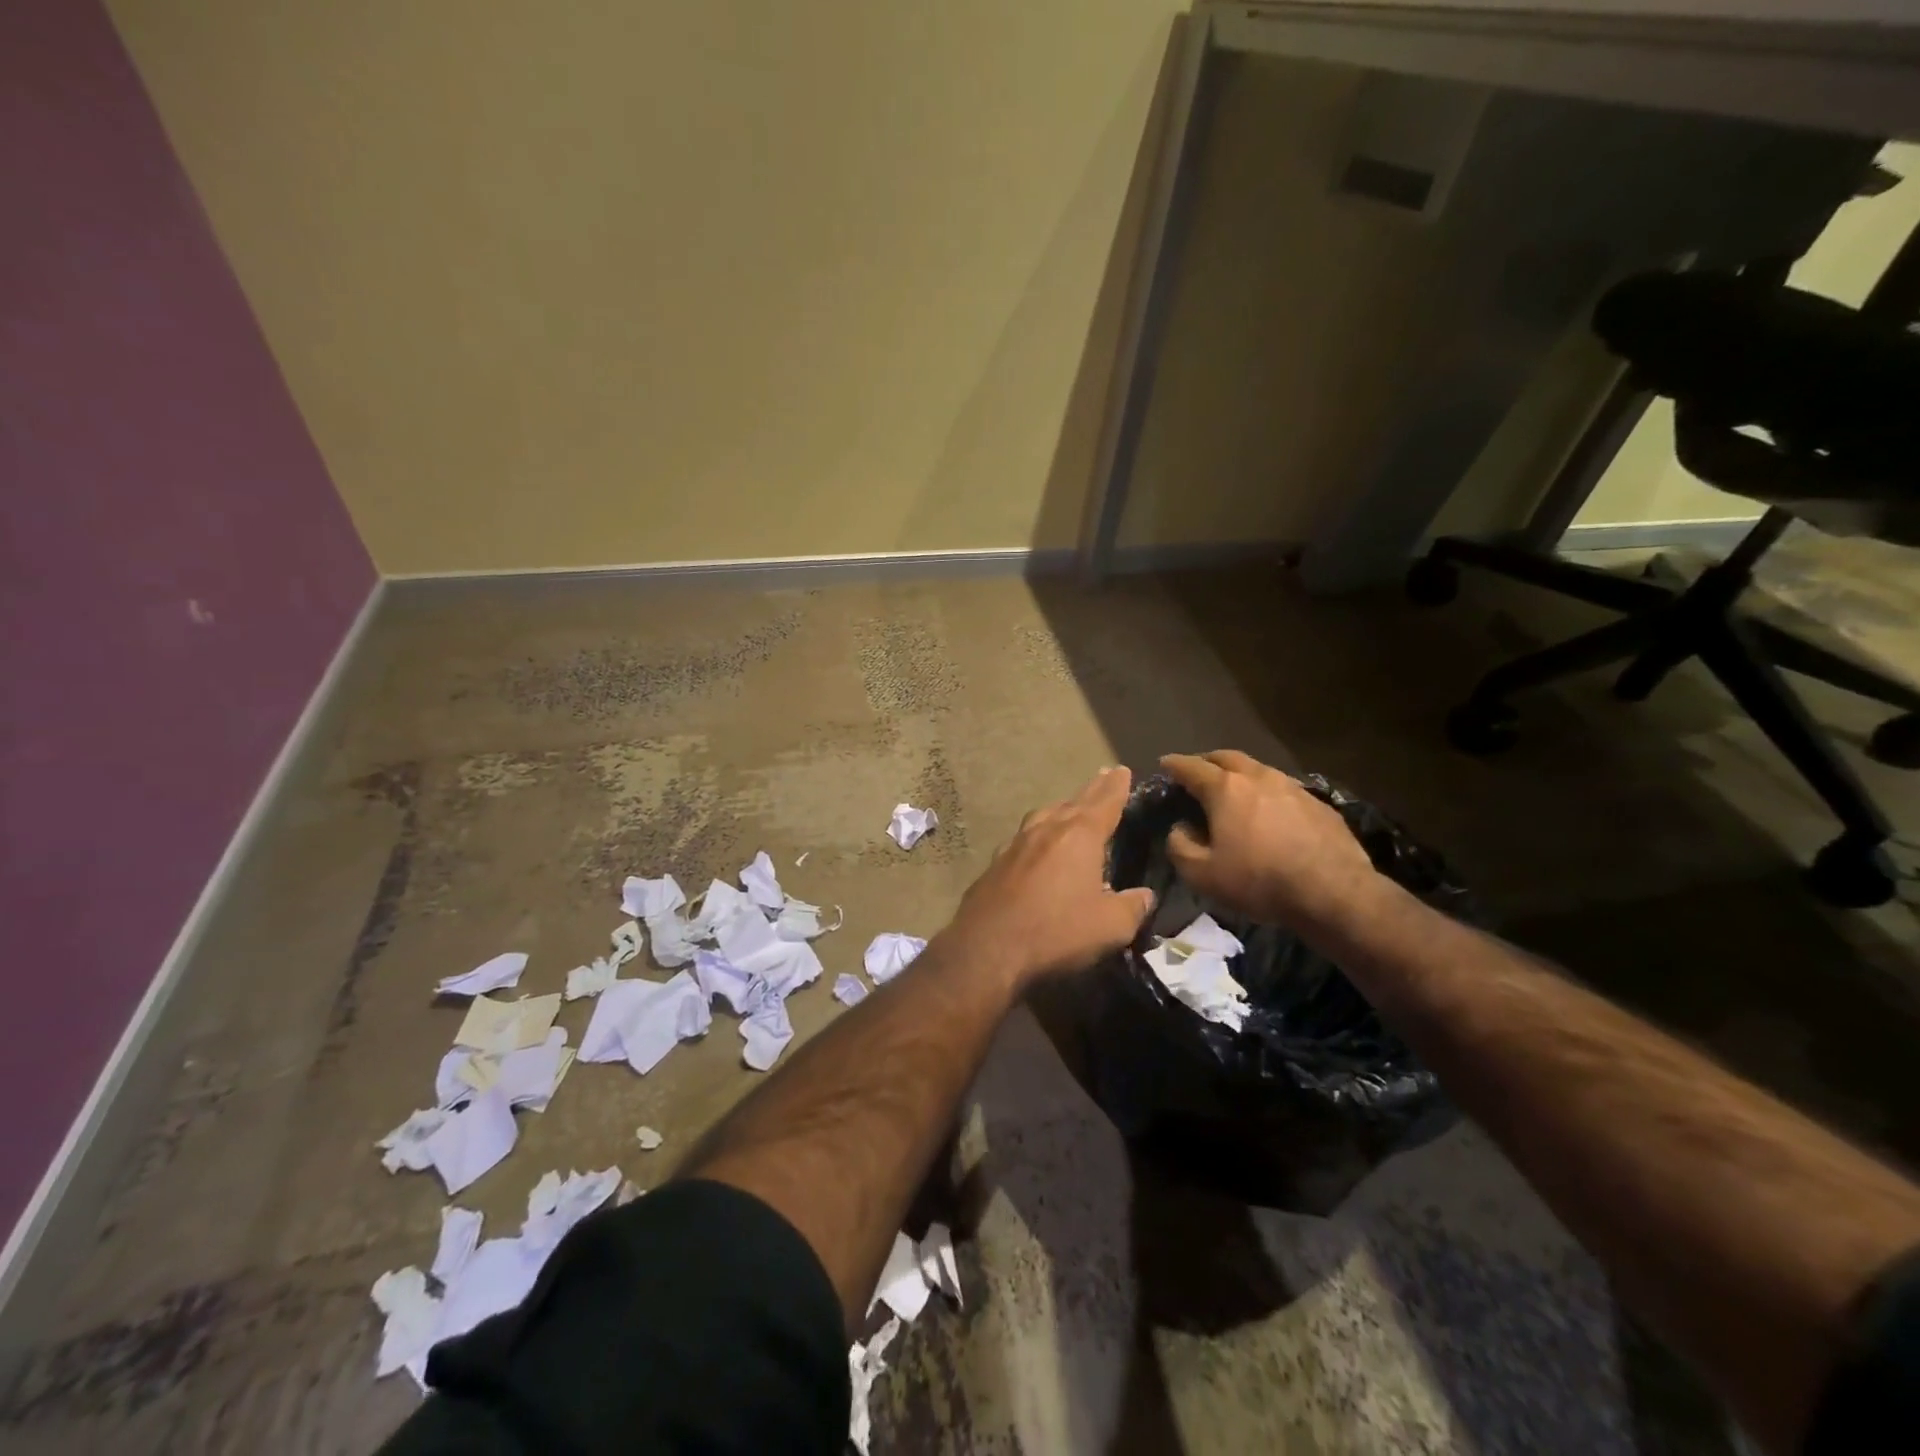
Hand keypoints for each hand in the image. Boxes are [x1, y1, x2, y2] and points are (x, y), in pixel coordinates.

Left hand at [943, 767, 1155, 989]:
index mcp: (1079, 836)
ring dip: (1061, 809)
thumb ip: (1132, 907)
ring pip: (1044, 816)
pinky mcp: (995, 864)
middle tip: (1103, 777)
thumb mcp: (1110, 927)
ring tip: (1070, 808)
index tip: (1121, 770)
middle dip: (1092, 791)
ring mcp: (1015, 844)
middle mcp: (1046, 830)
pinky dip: (1037, 835)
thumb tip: (1144, 896)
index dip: (1116, 787)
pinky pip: (1023, 839)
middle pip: (1074, 803)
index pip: (1104, 803)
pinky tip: (1035, 847)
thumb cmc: (1057, 932)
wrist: (988, 948)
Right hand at [1160, 750, 1380, 933]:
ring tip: (1234, 789)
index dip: (1174, 764)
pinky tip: (1269, 812)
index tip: (1164, 763)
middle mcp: (1258, 777)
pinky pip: (1283, 789)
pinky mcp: (1319, 804)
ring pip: (1258, 770)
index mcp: (1225, 789)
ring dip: (1240, 774)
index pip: (1191, 767)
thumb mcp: (1202, 874)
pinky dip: (1267, 793)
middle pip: (1227, 757)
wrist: (1334, 892)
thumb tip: (1181, 829)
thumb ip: (1180, 847)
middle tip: (1197, 771)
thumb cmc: (1259, 880)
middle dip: (1207, 761)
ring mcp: (1292, 787)